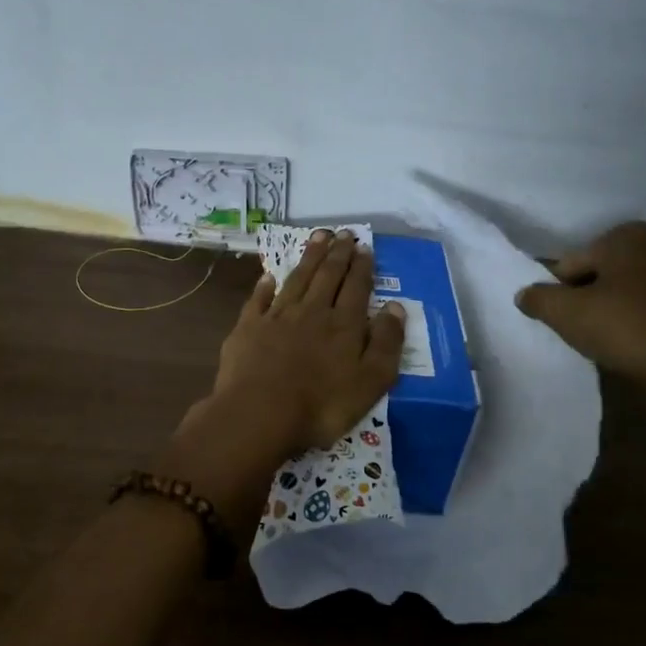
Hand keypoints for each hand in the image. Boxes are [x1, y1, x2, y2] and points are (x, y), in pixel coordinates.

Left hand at [209, 229, 406, 458]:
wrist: (259, 413)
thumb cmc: (322, 405)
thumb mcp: (370, 382)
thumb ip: (385, 343)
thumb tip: (396, 308)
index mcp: (343, 325)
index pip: (356, 287)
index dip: (361, 267)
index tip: (364, 247)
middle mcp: (312, 311)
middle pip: (327, 276)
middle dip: (337, 253)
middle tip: (343, 233)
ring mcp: (277, 317)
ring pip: (297, 279)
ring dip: (309, 258)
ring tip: (318, 237)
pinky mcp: (249, 328)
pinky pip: (259, 300)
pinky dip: (265, 286)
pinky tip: (269, 277)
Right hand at [515, 222, 645, 446]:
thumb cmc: (625, 329)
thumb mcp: (565, 313)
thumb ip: (539, 298)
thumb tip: (525, 295)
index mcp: (630, 237)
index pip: (575, 260)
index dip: (561, 288)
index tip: (560, 315)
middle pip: (609, 272)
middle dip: (593, 293)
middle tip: (582, 325)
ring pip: (636, 291)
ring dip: (621, 308)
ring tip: (608, 339)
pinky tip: (637, 347)